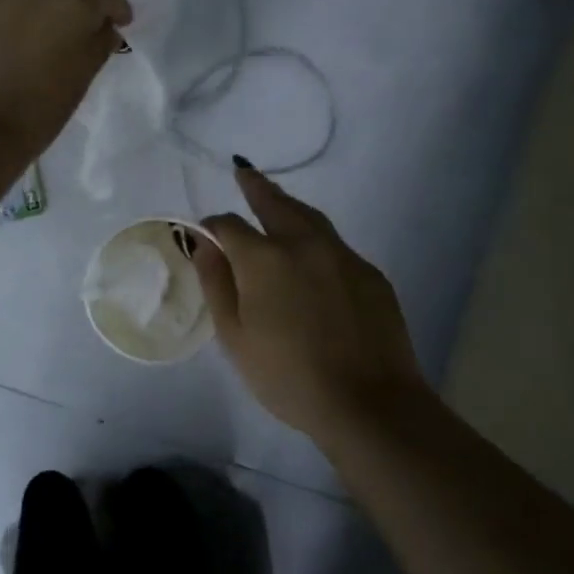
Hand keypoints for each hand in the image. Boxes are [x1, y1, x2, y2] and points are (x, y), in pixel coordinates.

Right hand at [195, 164, 428, 440]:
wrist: (369, 402)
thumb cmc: (288, 376)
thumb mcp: (235, 337)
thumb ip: (216, 283)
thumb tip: (203, 244)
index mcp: (264, 258)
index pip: (229, 226)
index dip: (212, 227)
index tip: (205, 235)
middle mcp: (303, 243)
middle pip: (275, 203)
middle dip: (255, 186)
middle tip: (243, 170)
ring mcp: (342, 255)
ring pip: (310, 217)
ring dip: (288, 204)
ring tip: (275, 198)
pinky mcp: (370, 274)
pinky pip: (335, 245)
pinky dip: (315, 238)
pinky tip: (312, 256)